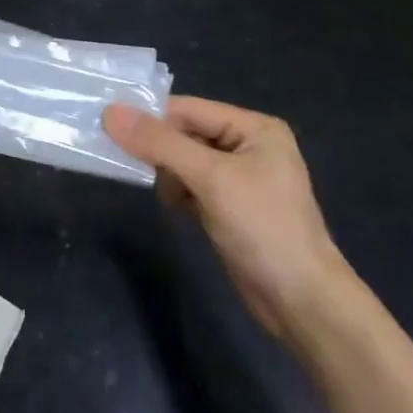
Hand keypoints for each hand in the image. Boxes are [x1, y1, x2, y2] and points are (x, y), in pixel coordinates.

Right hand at [104, 97, 355, 346]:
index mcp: (255, 127)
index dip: (152, 117)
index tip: (109, 126)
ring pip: (186, 161)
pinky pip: (194, 185)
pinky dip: (180, 192)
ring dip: (170, 174)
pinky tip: (178, 209)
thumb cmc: (263, 228)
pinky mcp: (232, 207)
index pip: (189, 109)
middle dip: (160, 149)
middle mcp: (249, 145)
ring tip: (170, 196)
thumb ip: (160, 143)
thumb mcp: (210, 178)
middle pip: (187, 133)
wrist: (302, 303)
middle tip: (129, 162)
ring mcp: (242, 178)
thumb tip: (110, 112)